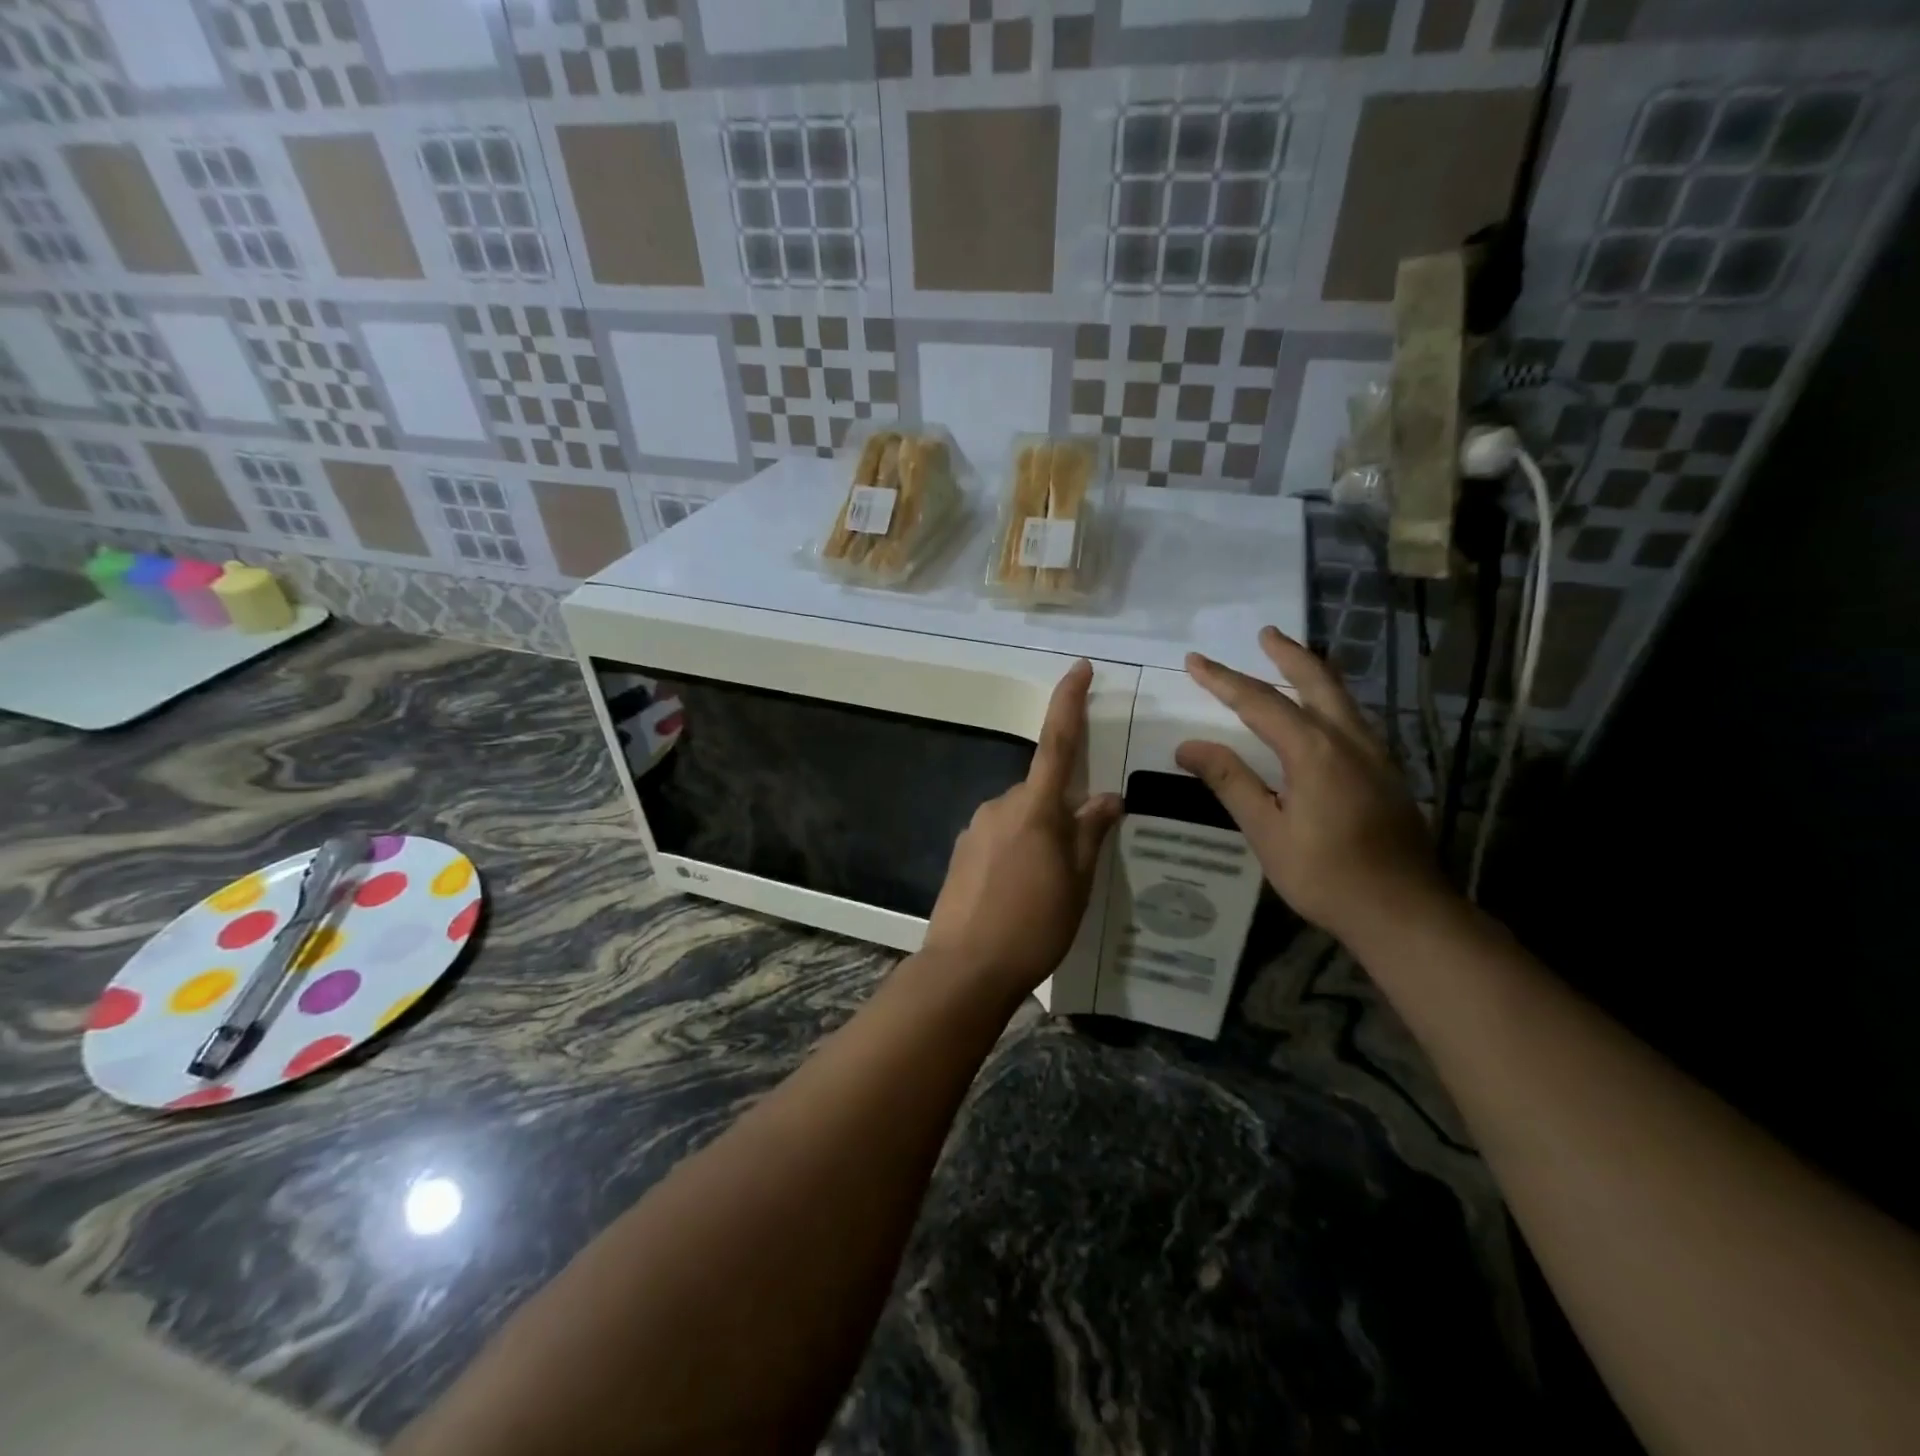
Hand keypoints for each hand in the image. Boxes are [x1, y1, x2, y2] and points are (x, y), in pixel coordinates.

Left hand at [923, 660, 1123, 999]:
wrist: (966, 968)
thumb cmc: (1034, 924)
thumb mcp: (1077, 882)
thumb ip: (1091, 833)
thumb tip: (1107, 798)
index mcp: (1035, 807)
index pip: (1057, 742)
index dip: (1069, 702)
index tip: (1079, 668)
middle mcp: (1000, 806)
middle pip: (1041, 792)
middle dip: (1062, 812)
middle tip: (1078, 860)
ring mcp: (976, 828)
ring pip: (1020, 817)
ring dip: (1039, 836)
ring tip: (1049, 889)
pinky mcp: (962, 852)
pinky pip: (999, 837)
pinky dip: (1017, 853)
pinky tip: (1020, 894)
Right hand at [1175, 627, 1449, 942]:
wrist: (1405, 911)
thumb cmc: (1327, 875)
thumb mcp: (1267, 831)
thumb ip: (1231, 782)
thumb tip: (1189, 746)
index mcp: (1314, 751)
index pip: (1260, 702)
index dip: (1224, 680)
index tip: (1195, 661)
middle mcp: (1348, 740)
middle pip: (1316, 681)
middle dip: (1287, 654)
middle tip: (1265, 633)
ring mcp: (1375, 754)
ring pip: (1341, 697)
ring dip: (1312, 672)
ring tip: (1290, 659)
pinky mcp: (1387, 772)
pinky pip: (1353, 718)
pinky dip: (1330, 699)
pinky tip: (1322, 712)